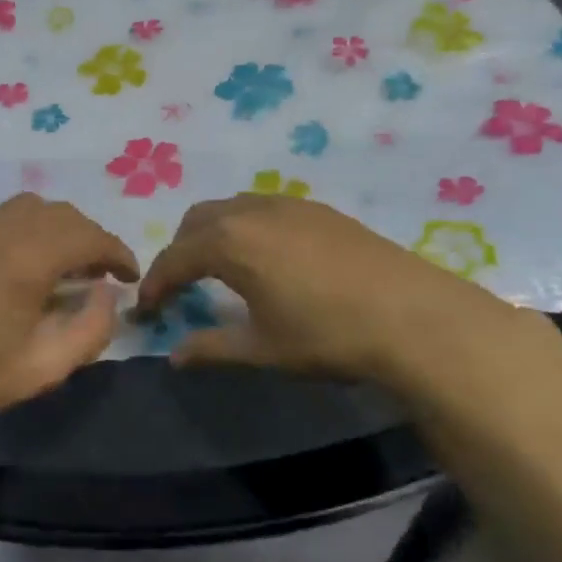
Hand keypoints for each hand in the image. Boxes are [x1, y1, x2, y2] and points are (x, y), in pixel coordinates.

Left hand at [0, 193, 138, 430]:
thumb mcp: (48, 367)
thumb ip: (92, 328)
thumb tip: (106, 295)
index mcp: (28, 260)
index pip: (89, 236)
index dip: (118, 253)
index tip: (129, 276)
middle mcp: (1, 231)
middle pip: (63, 215)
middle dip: (91, 238)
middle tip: (101, 273)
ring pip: (32, 207)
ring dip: (60, 228)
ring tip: (66, 262)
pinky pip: (3, 216)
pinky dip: (29, 227)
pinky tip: (27, 260)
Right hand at [136, 194, 561, 399]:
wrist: (414, 316)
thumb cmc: (327, 335)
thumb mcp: (262, 349)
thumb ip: (212, 348)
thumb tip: (175, 356)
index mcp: (230, 242)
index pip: (175, 258)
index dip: (155, 284)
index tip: (147, 310)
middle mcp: (253, 212)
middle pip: (197, 221)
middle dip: (180, 251)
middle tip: (181, 288)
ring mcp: (290, 205)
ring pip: (232, 208)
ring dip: (213, 234)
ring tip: (220, 270)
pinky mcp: (320, 210)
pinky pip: (264, 208)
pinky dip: (246, 228)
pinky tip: (267, 259)